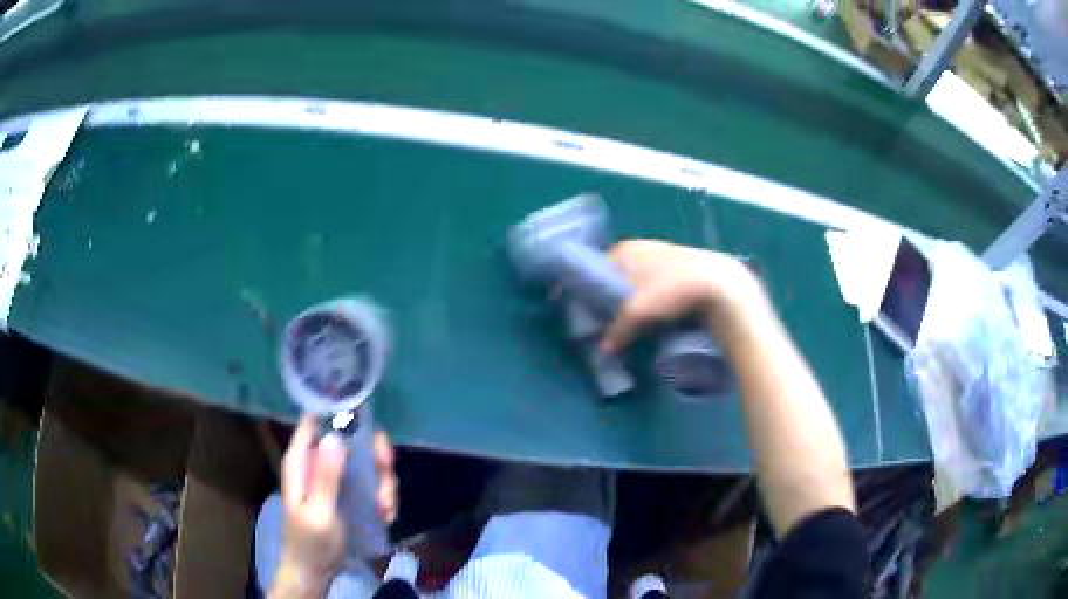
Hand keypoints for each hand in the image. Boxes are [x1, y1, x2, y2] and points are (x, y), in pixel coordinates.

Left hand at [273, 417, 397, 597]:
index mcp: (302, 461)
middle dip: (374, 455)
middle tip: (387, 472)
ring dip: (382, 482)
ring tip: (385, 507)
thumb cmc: (311, 542)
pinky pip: (371, 484)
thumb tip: (335, 436)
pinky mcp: (349, 494)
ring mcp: (335, 479)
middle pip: (351, 440)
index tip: (367, 426)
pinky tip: (385, 515)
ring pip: (366, 463)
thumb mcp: (319, 512)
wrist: (316, 571)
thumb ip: (326, 477)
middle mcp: (318, 463)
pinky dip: (383, 496)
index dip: (339, 414)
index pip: (315, 420)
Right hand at [600, 240, 761, 351]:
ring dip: (639, 298)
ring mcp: (665, 254)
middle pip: (621, 274)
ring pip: (642, 280)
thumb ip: (616, 330)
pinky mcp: (684, 266)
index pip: (598, 269)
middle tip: (614, 320)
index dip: (594, 290)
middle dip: (617, 296)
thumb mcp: (635, 313)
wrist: (718, 285)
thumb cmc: (669, 290)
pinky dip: (658, 297)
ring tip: (638, 321)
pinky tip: (662, 314)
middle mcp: (642, 246)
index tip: (594, 311)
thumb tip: (604, 349)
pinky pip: (661, 283)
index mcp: (625, 249)